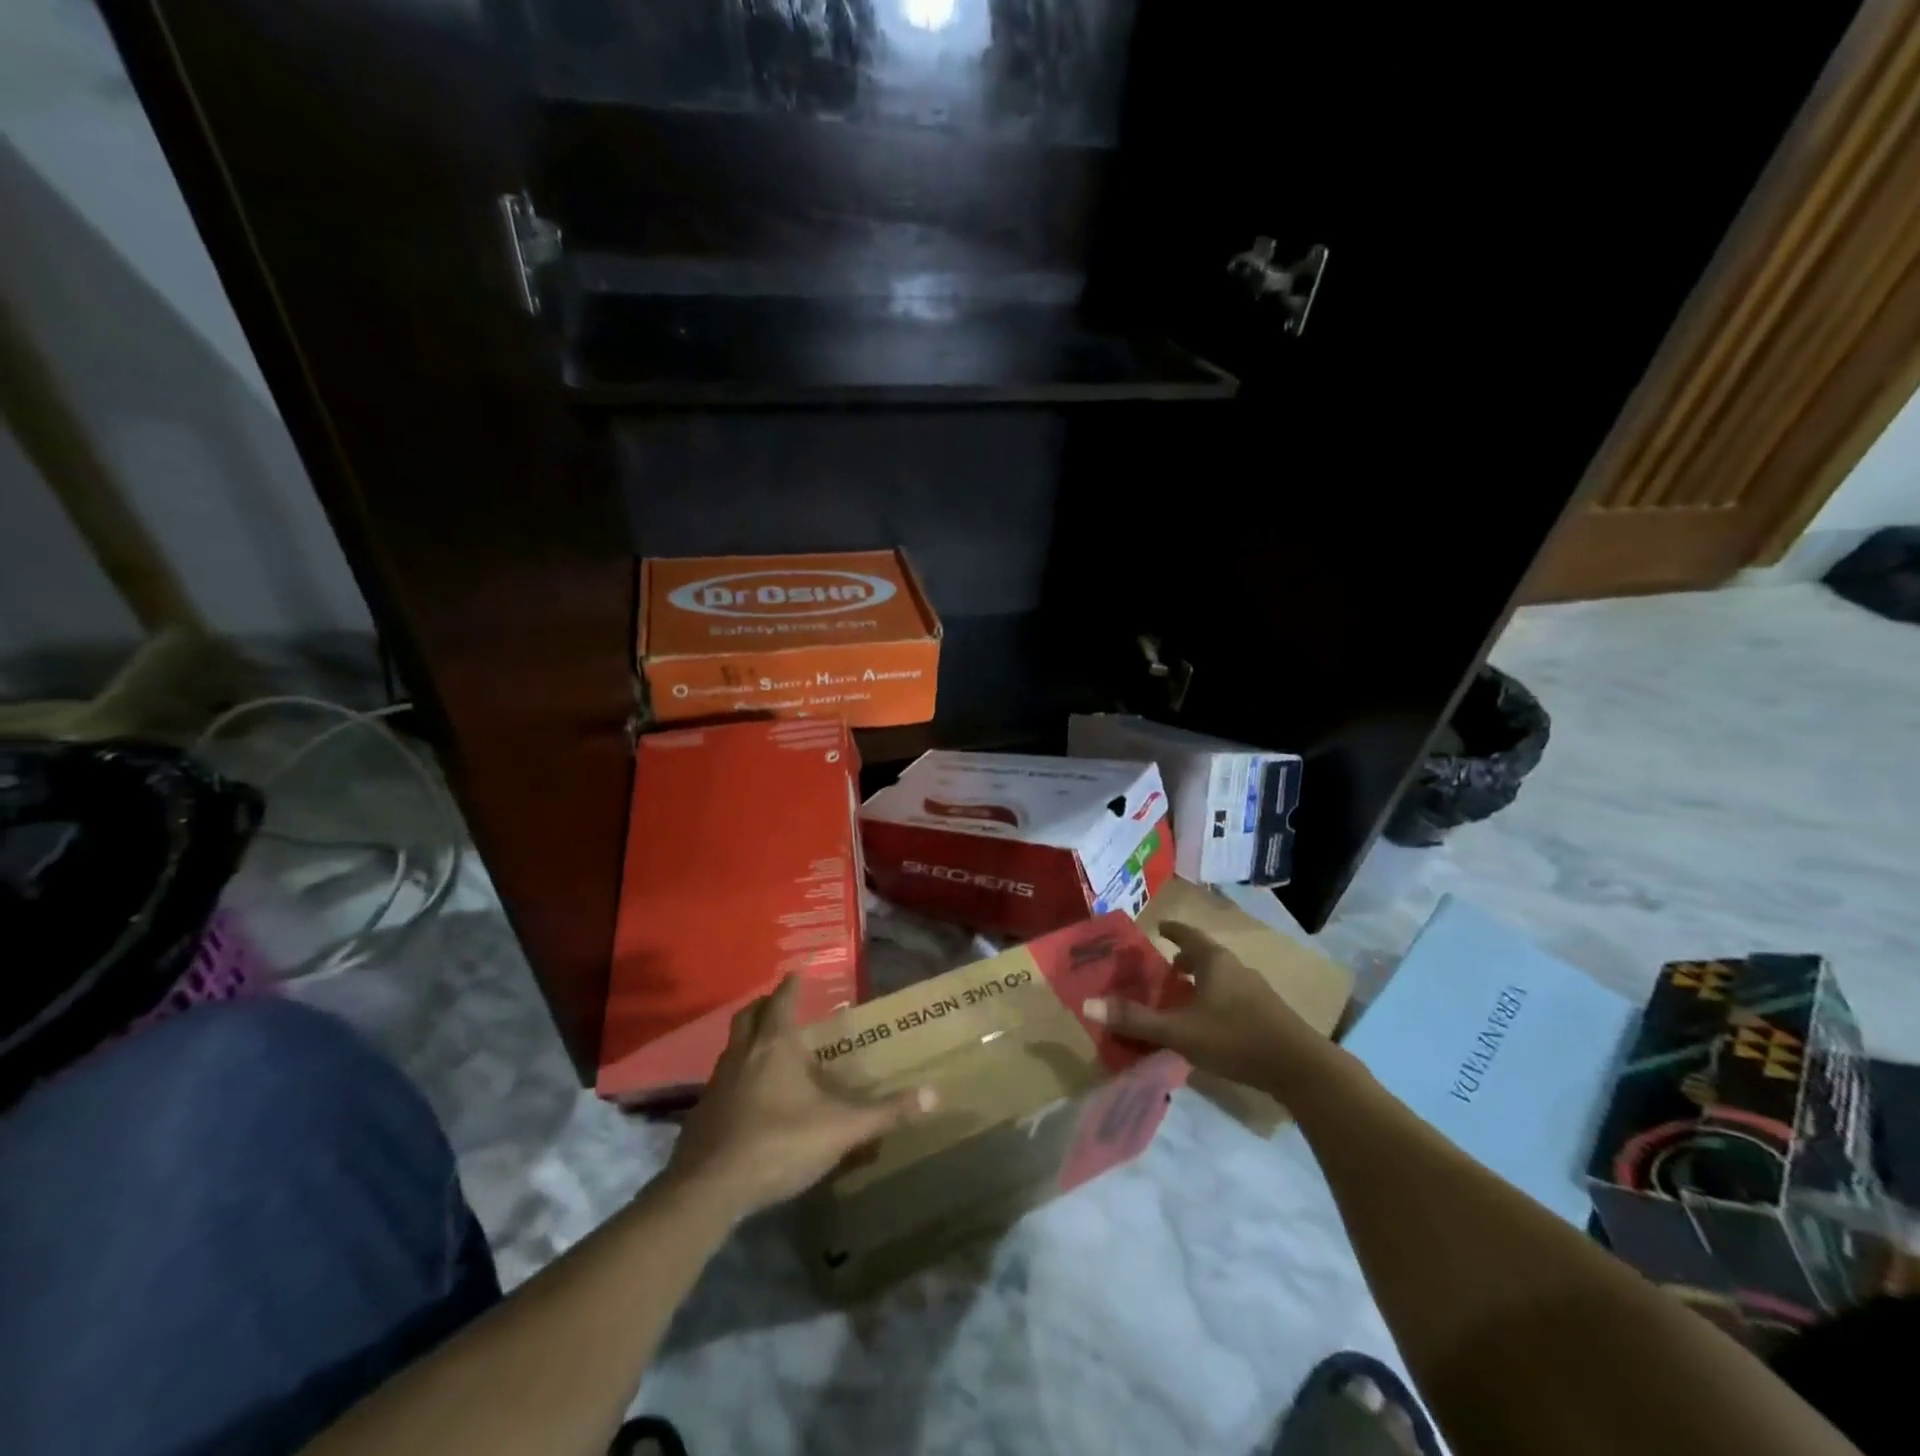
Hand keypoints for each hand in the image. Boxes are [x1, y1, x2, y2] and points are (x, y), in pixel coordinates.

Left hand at [664, 975, 934, 1219]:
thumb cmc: (780, 1143)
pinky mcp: (702, 1112)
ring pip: (733, 1046)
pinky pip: (722, 1079)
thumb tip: (934, 1094)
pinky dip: (737, 1074)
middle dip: (765, 1005)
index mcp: (775, 1045)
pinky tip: (750, 1096)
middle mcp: (743, 1053)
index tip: (798, 972)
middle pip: (750, 1015)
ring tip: (768, 1048)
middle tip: (781, 1004)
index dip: (792, 985)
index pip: (783, 1000)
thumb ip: (886, 1112)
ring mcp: (717, 1082)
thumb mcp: (841, 1129)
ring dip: (749, 1038)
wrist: (709, 1189)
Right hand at [1082, 921, 1327, 1092]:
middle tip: (1165, 970)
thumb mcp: (1179, 1031)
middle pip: (1205, 955)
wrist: (1301, 1068)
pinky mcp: (1268, 1013)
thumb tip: (1088, 1003)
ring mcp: (1256, 990)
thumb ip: (1136, 1020)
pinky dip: (1217, 998)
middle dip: (1184, 959)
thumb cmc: (1235, 1038)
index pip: (1187, 934)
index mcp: (1214, 961)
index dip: (1171, 930)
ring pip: (1221, 976)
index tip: (1157, 928)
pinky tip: (1211, 1023)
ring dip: (1202, 981)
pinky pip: (1234, 995)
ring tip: (1185, 997)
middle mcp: (1236, 967)